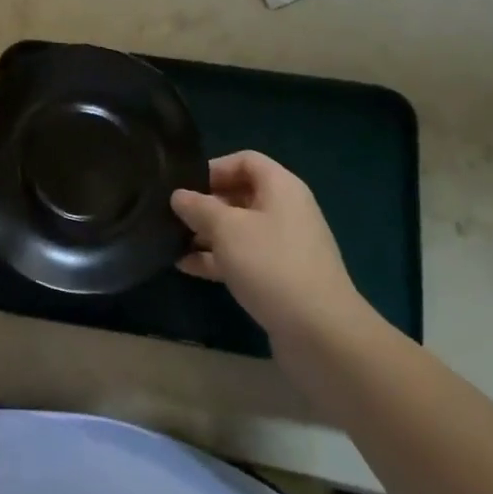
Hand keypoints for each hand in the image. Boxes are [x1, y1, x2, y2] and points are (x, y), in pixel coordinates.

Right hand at [172, 152, 374, 346]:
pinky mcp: (280, 278)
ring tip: (171, 240)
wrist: (321, 333)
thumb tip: (178, 195)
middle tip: (172, 215)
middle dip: (205, 203)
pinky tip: (186, 266)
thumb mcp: (226, 229)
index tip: (184, 185)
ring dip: (207, 234)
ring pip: (239, 229)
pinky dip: (217, 259)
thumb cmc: (271, 264)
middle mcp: (286, 211)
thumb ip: (198, 207)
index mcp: (281, 188)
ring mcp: (284, 247)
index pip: (245, 160)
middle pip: (240, 194)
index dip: (214, 168)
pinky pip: (243, 258)